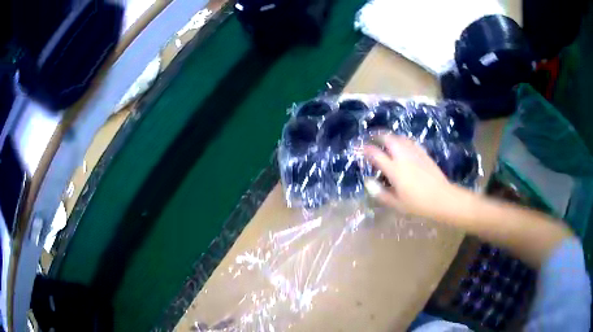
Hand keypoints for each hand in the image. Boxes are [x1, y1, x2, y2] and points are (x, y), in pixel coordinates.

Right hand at [363, 135, 464, 220]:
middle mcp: (403, 157)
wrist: (442, 198)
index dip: (365, 149)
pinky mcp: (424, 153)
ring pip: (400, 138)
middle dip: (378, 136)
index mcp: (395, 170)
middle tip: (372, 138)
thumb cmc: (418, 204)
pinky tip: (402, 145)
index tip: (359, 148)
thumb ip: (380, 193)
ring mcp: (415, 153)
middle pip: (388, 139)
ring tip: (385, 140)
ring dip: (390, 136)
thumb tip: (368, 182)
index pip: (376, 154)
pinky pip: (410, 141)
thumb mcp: (396, 203)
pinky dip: (402, 140)